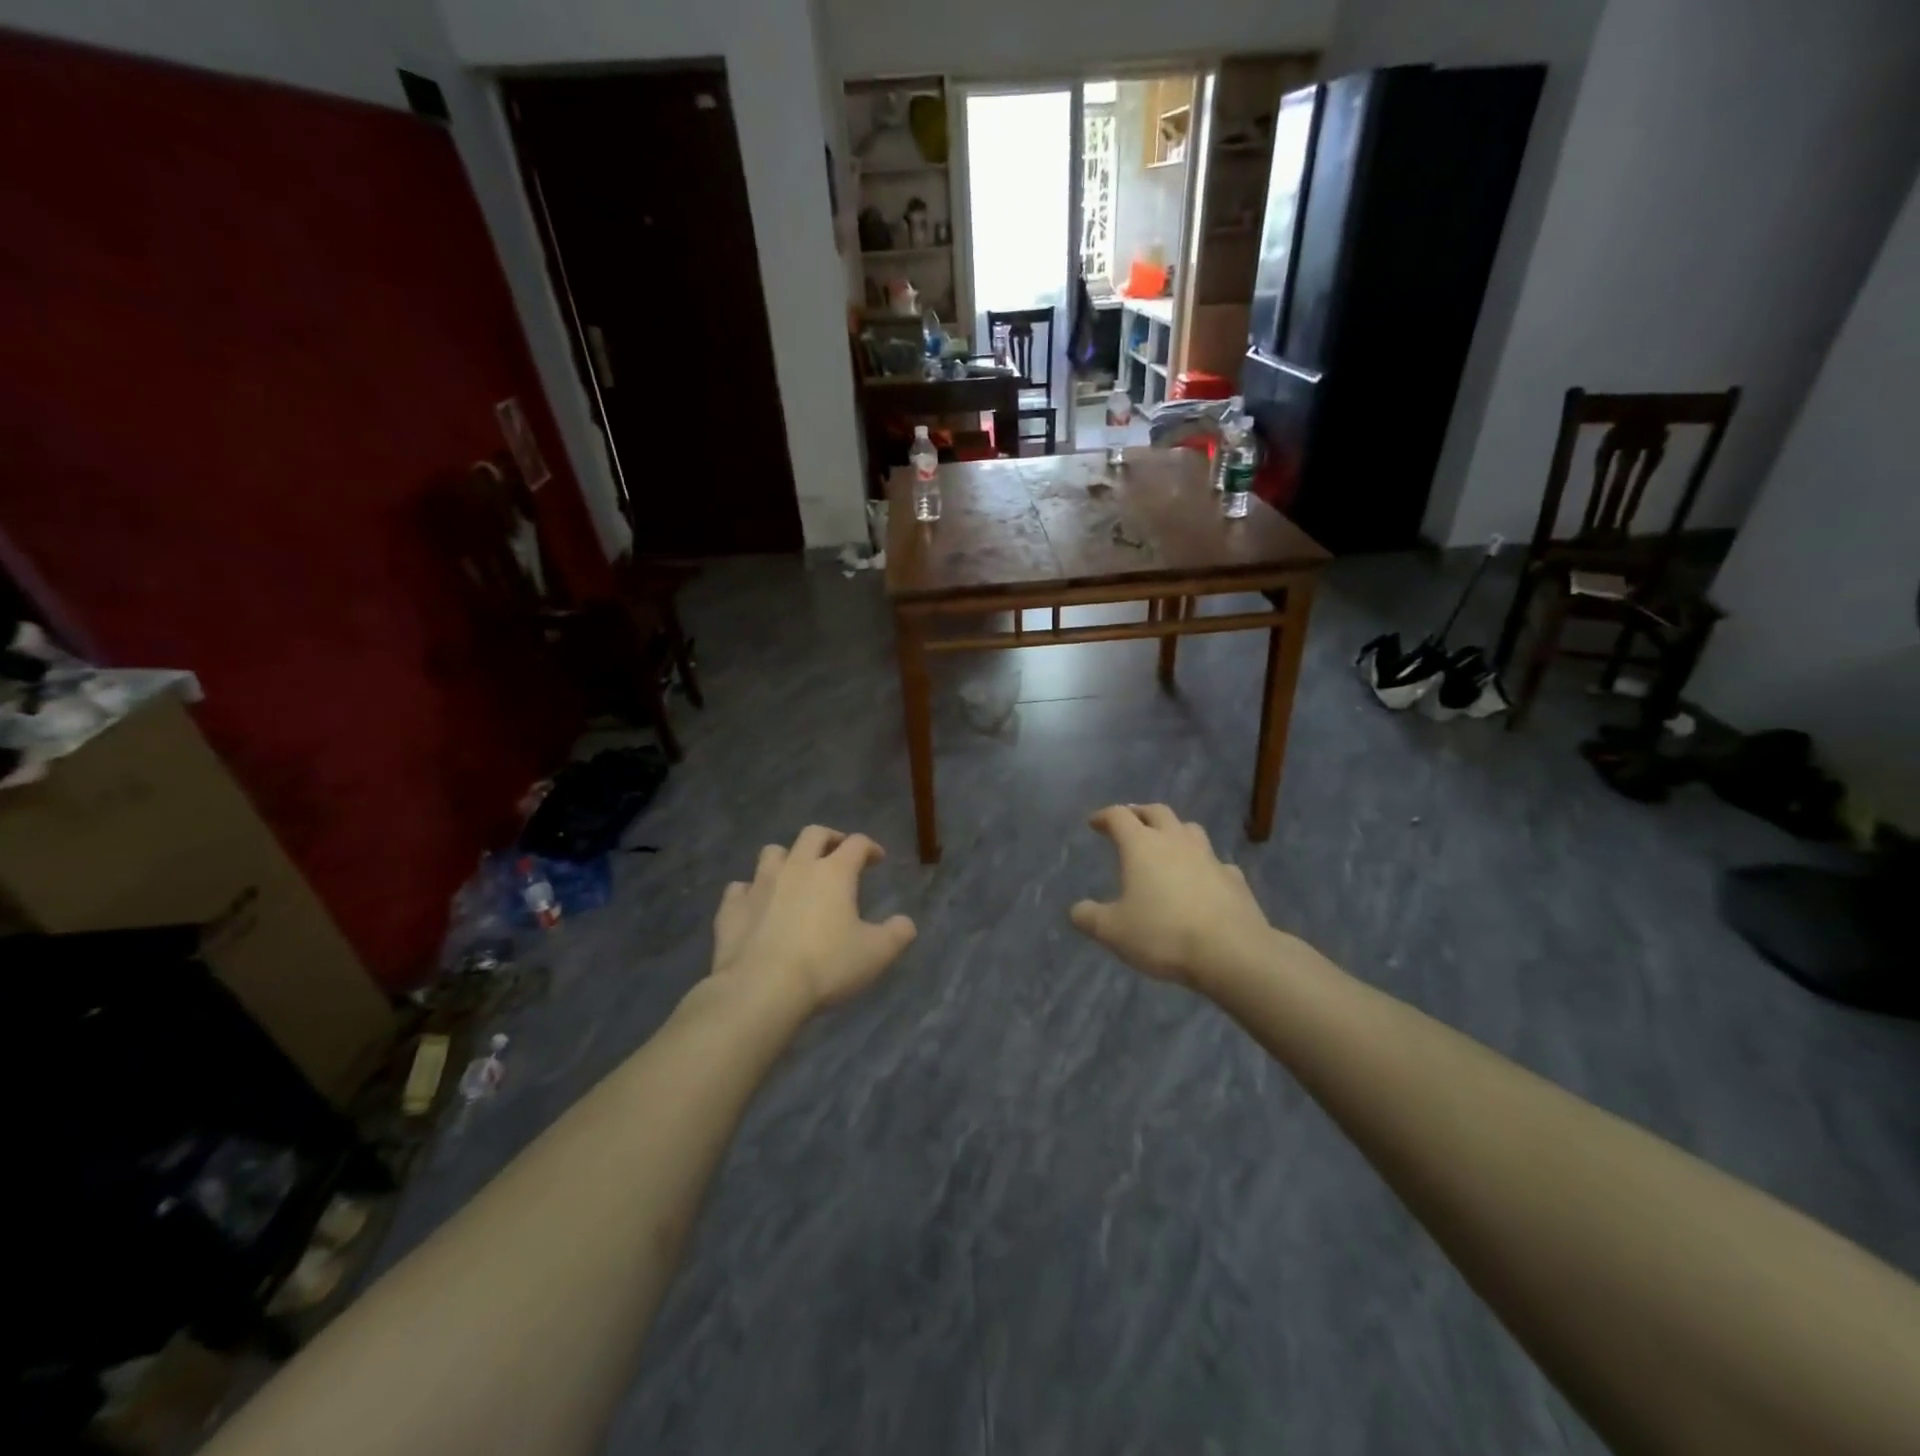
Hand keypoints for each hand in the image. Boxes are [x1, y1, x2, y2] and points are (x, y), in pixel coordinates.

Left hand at [710, 825, 916, 1013]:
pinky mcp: (731, 907)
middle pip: (813, 834)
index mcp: (834, 872)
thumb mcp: (876, 954)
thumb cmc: (826, 966)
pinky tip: (756, 904)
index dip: (870, 847)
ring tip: (794, 875)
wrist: (761, 988)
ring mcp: (759, 884)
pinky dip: (750, 891)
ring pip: (772, 853)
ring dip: (787, 858)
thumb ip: (897, 934)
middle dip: (829, 839)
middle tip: (838, 853)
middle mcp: (796, 867)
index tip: (877, 859)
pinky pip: (739, 888)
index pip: (856, 844)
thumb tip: (906, 923)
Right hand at [1070, 804, 1275, 988]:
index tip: (1094, 823)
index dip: (1104, 816)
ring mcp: (1209, 857)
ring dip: (1174, 831)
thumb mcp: (1113, 931)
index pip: (1119, 816)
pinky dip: (1202, 864)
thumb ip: (1089, 917)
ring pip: (1189, 829)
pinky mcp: (1234, 878)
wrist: (1232, 952)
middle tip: (1129, 823)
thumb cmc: (1163, 934)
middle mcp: (1175, 841)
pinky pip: (1215, 862)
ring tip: (1166, 844)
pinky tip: (1201, 880)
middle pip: (1156, 812)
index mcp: (1141, 846)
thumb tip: (1076, 910)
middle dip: (1139, 813)